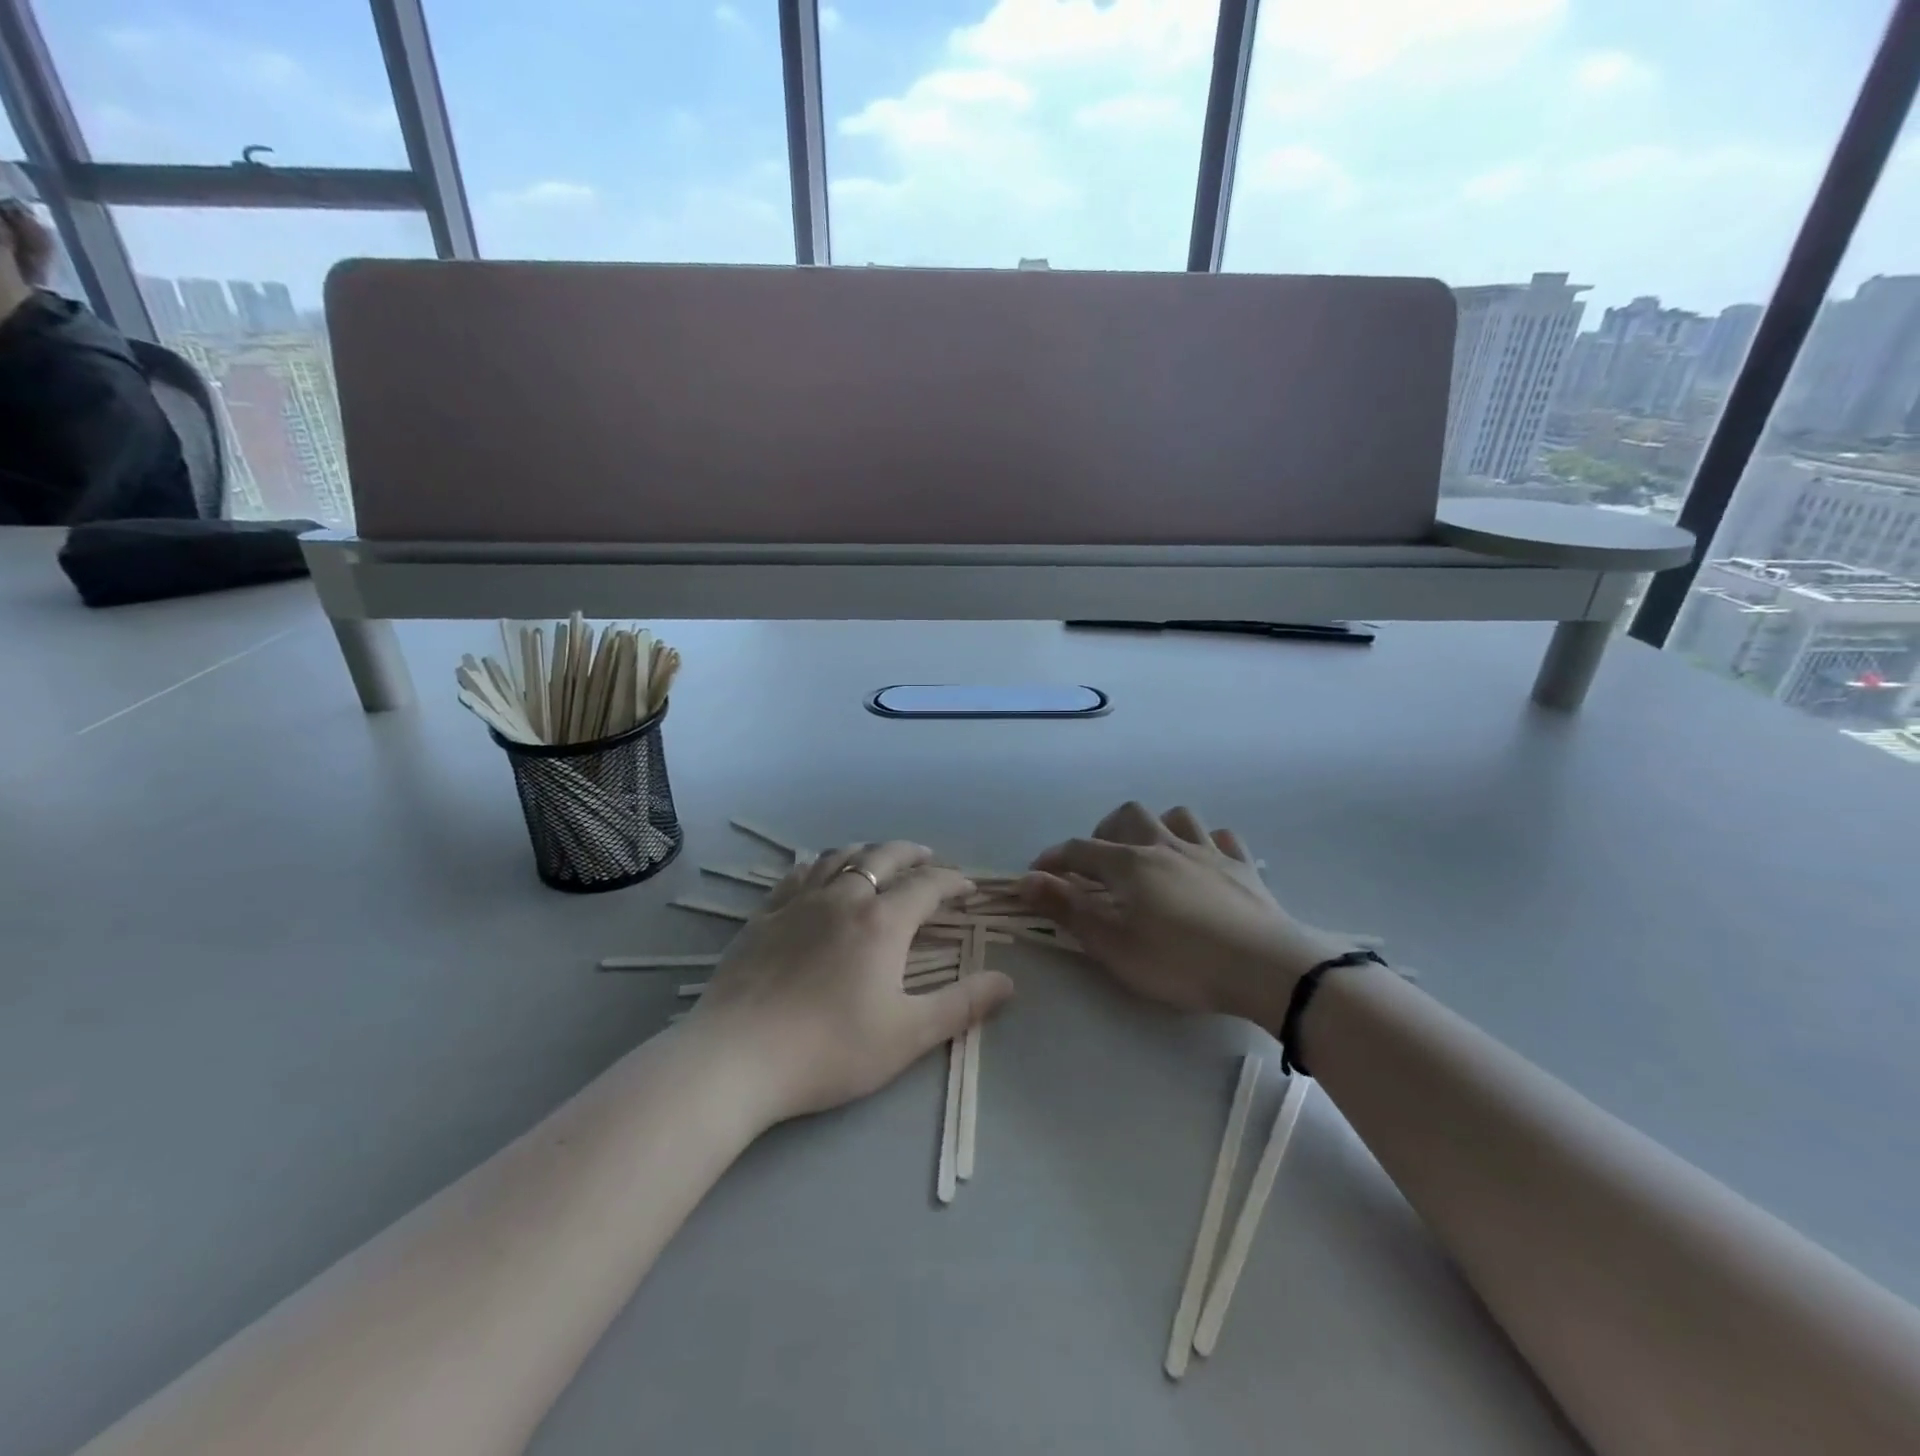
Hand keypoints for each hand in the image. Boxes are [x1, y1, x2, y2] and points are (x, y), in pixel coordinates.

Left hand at [686, 840, 1013, 1123]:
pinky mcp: (764, 916)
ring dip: (868, 851)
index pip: (928, 885)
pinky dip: (821, 865)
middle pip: (884, 857)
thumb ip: (961, 1005)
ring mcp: (799, 902)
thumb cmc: (830, 1049)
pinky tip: (821, 875)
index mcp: (882, 921)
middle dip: (913, 853)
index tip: (968, 889)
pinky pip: (798, 874)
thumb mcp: (908, 1034)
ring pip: (840, 856)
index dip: (953, 882)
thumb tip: (1008, 982)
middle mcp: (844, 897)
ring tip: (880, 859)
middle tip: (930, 859)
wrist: (737, 1057)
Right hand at [1020, 802, 1352, 1030]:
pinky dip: (1205, 843)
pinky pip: (1222, 838)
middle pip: (1128, 816)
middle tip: (1099, 864)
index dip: (1053, 859)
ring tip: (1150, 854)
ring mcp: (1208, 852)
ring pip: (1177, 816)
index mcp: (1130, 864)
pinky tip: (1203, 861)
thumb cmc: (1181, 962)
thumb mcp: (1114, 946)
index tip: (1037, 874)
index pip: (1080, 850)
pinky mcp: (1243, 867)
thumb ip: (1068, 910)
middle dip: (1104, 832)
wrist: (1265, 969)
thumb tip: (1027, 880)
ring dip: (1156, 828)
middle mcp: (1166, 846)